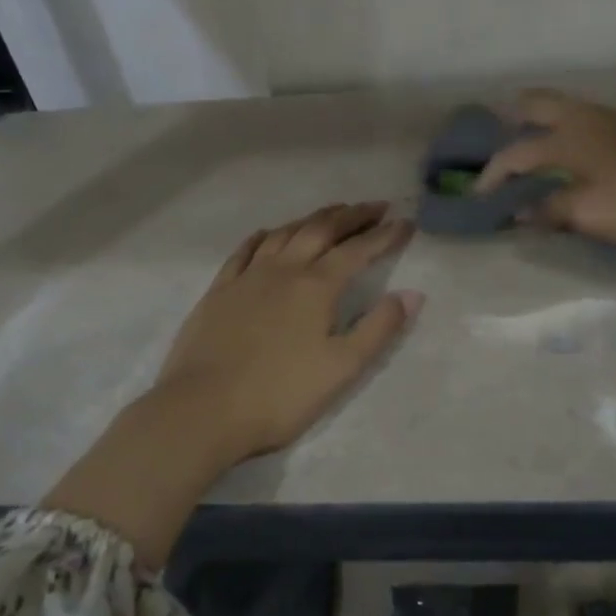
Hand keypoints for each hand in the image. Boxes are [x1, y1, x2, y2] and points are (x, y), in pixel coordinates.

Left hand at [156, 201, 422, 462]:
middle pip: (321, 229)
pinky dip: (264, 236)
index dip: (385, 235)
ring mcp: (247, 277)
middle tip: (375, 206)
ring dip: (312, 219)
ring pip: (284, 233)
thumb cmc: (280, 395)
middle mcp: (284, 269)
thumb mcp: (342, 368)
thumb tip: (413, 294)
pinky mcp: (219, 290)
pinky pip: (245, 250)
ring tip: (331, 214)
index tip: (406, 222)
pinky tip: (268, 234)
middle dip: (352, 215)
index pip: (358, 250)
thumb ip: (379, 328)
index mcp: (317, 287)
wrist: (202, 409)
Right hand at [474, 90, 615, 253]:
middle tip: (500, 139)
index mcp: (570, 136)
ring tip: (535, 149)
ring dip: (544, 124)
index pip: (517, 152)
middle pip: (540, 103)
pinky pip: (591, 123)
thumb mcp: (588, 214)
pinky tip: (580, 157)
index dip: (493, 174)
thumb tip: (518, 212)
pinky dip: (571, 134)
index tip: (478, 197)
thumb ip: (549, 210)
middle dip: (514, 117)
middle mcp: (590, 118)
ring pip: (569, 110)